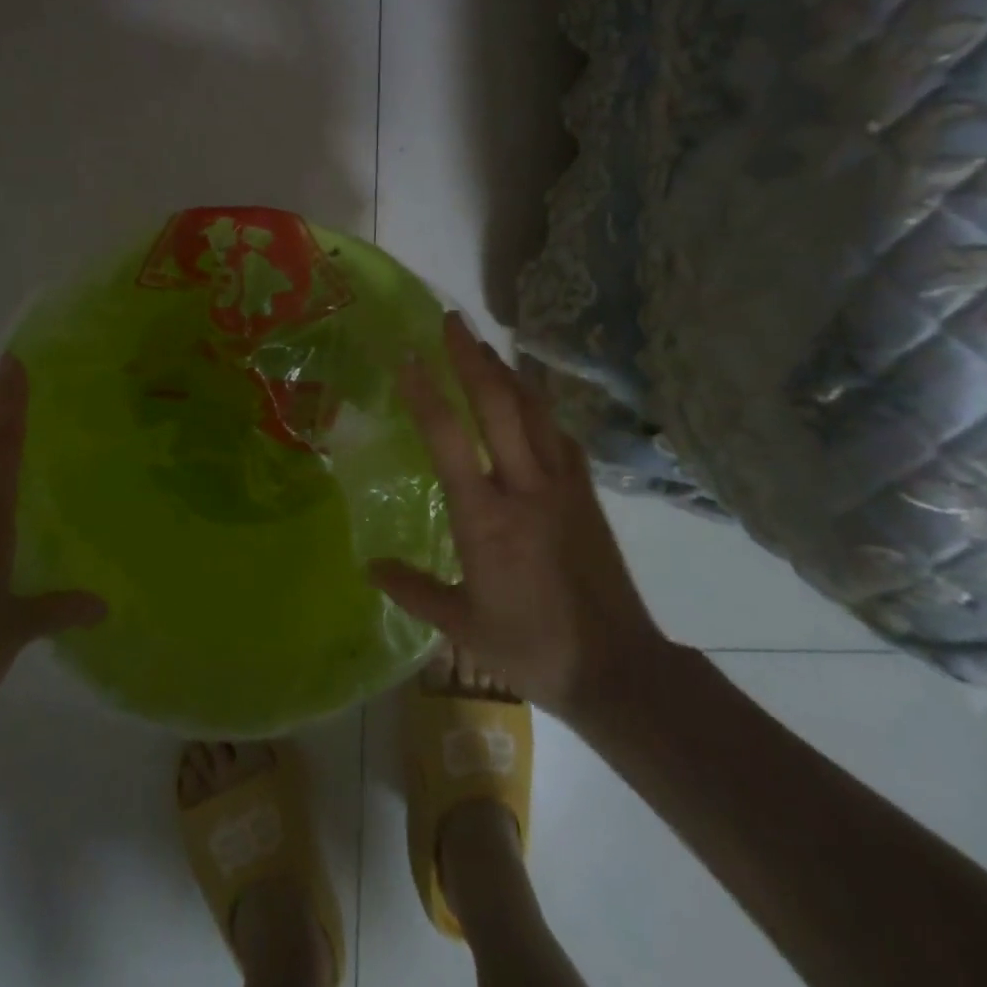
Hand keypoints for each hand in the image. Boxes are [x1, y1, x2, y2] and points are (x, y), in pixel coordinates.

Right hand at [368, 312, 673, 721]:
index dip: (426, 393)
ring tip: (485, 344)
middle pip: (498, 405)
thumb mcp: (462, 626)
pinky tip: (530, 398)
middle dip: (472, 357)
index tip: (408, 356)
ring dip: (507, 371)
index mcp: (485, 518)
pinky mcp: (586, 492)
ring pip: (534, 410)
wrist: (616, 667)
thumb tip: (370, 567)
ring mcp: (562, 485)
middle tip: (451, 319)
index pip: (449, 440)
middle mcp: (525, 487)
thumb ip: (413, 590)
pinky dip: (540, 406)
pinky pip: (560, 434)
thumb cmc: (531, 647)